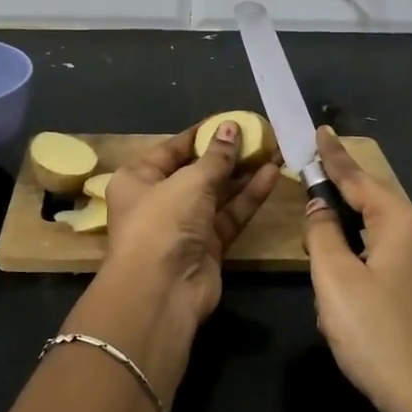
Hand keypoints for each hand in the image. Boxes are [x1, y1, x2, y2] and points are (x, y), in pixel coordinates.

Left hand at [100, 121, 280, 330]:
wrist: (161, 291)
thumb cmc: (163, 222)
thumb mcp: (189, 181)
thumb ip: (216, 157)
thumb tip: (231, 127)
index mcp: (138, 179)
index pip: (173, 149)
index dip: (203, 134)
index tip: (231, 120)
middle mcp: (159, 200)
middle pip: (198, 171)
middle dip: (229, 154)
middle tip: (261, 135)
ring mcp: (184, 225)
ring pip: (218, 193)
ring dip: (244, 173)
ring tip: (274, 150)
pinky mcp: (208, 246)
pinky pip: (230, 215)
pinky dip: (248, 197)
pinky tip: (272, 175)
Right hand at [302, 127, 411, 411]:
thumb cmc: (378, 334)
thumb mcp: (335, 279)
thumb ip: (321, 233)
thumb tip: (319, 206)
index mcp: (403, 222)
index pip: (359, 179)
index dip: (334, 156)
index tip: (320, 130)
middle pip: (373, 204)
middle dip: (339, 200)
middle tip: (309, 192)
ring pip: (380, 234)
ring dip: (348, 238)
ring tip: (321, 250)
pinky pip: (391, 257)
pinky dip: (364, 259)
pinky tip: (347, 283)